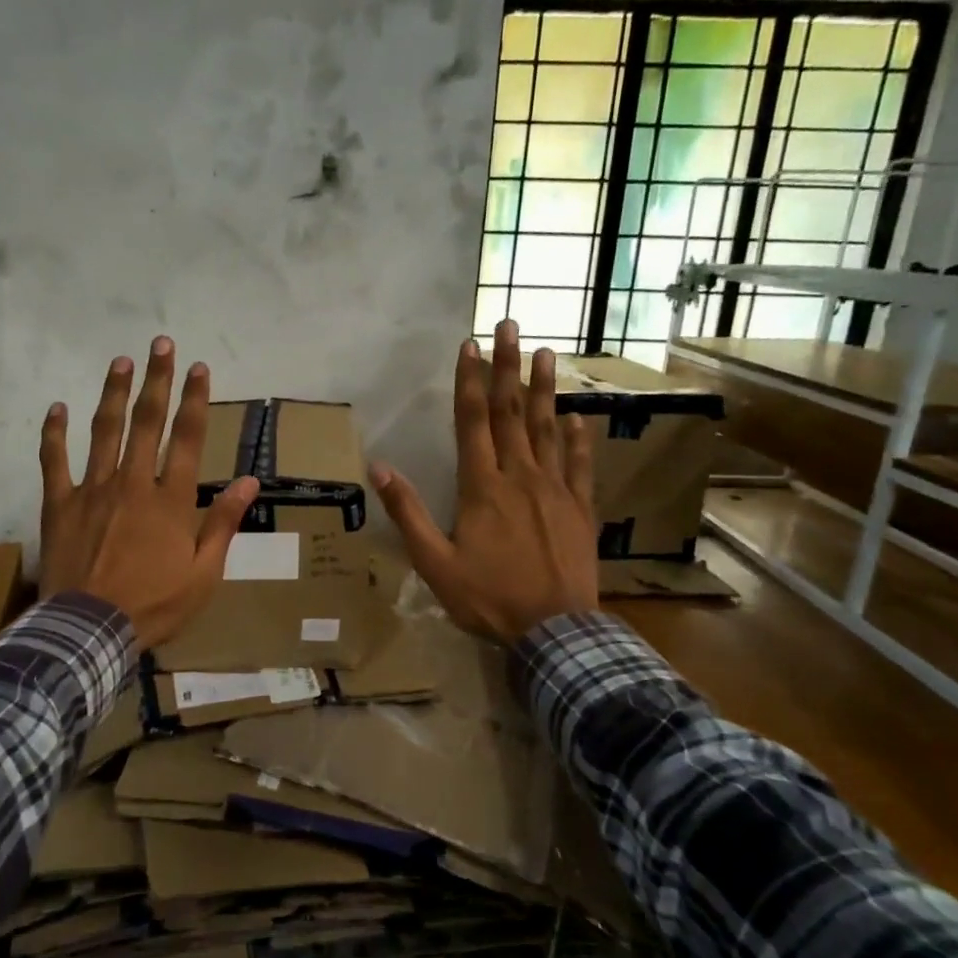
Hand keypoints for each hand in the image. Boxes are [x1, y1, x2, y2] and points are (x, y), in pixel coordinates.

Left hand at [39, 336, 259, 650]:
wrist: (91, 630)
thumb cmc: (154, 605)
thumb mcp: (204, 573)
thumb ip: (223, 523)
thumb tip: (249, 481)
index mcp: (170, 501)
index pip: (188, 439)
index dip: (195, 400)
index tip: (199, 367)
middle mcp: (133, 483)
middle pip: (147, 422)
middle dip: (156, 380)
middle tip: (160, 344)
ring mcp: (92, 490)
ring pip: (104, 431)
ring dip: (113, 393)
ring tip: (121, 361)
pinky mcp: (60, 504)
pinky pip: (54, 461)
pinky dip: (54, 433)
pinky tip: (56, 407)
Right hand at [370, 320, 598, 643]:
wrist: (555, 631)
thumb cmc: (488, 598)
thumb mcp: (435, 563)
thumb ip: (407, 513)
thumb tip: (377, 468)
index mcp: (482, 487)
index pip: (472, 422)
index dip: (469, 381)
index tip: (471, 345)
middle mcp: (520, 476)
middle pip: (511, 413)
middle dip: (508, 368)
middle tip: (511, 326)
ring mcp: (555, 490)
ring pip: (549, 430)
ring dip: (545, 390)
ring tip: (546, 354)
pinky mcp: (580, 508)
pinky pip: (580, 465)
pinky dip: (579, 439)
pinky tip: (578, 418)